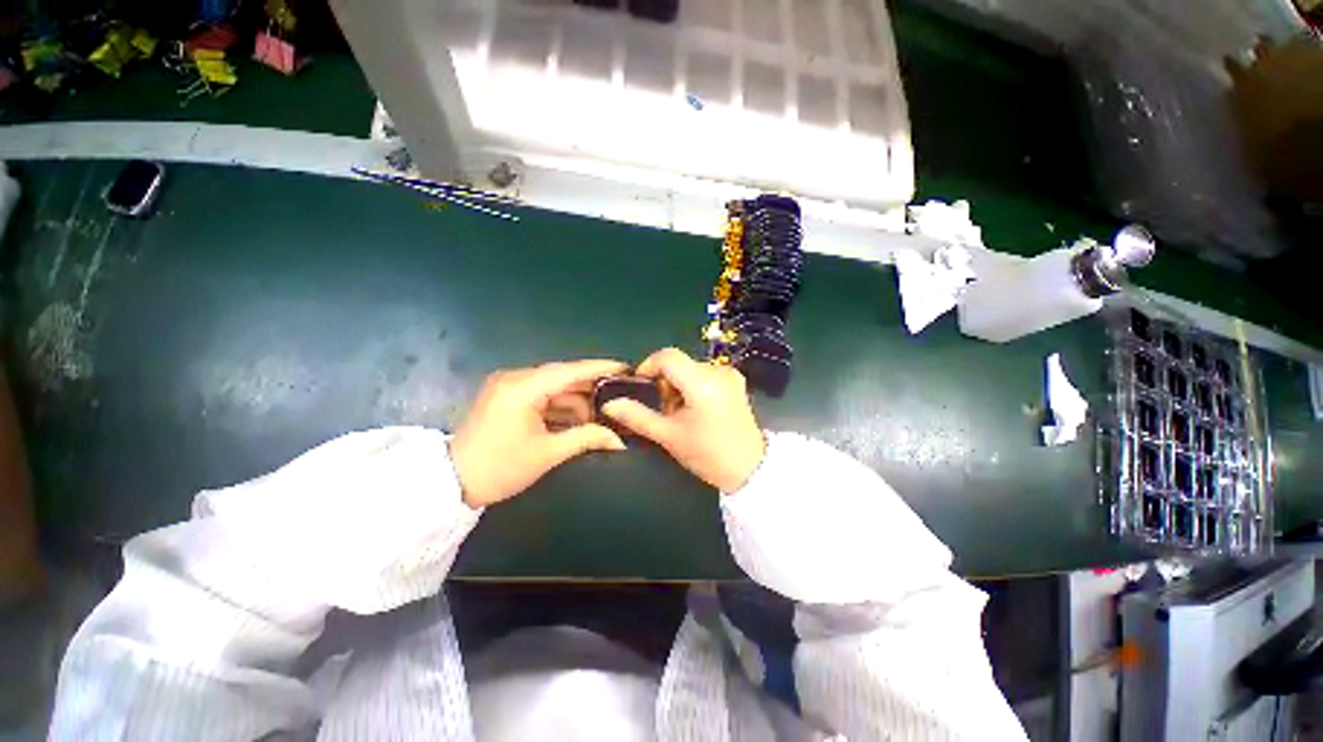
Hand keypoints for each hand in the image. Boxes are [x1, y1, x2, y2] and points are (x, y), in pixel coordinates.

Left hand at [451, 360, 628, 507]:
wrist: (451, 483)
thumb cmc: (500, 468)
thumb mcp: (547, 454)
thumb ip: (586, 438)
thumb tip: (619, 440)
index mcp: (522, 388)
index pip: (569, 371)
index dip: (600, 368)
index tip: (625, 367)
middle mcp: (515, 378)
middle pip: (563, 376)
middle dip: (591, 387)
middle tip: (621, 393)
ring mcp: (509, 386)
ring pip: (554, 387)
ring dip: (577, 399)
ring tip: (605, 411)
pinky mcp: (507, 397)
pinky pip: (542, 395)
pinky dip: (561, 405)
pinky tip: (581, 416)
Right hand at [603, 348, 765, 492]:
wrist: (750, 469)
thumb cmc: (708, 454)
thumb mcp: (669, 436)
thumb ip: (638, 417)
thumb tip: (610, 404)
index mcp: (703, 382)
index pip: (667, 356)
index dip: (648, 366)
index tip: (641, 386)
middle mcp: (719, 371)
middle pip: (679, 363)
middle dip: (664, 382)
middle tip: (664, 410)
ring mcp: (730, 374)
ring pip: (690, 368)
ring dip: (678, 385)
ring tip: (681, 413)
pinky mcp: (735, 381)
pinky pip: (704, 374)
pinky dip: (693, 386)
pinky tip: (697, 409)